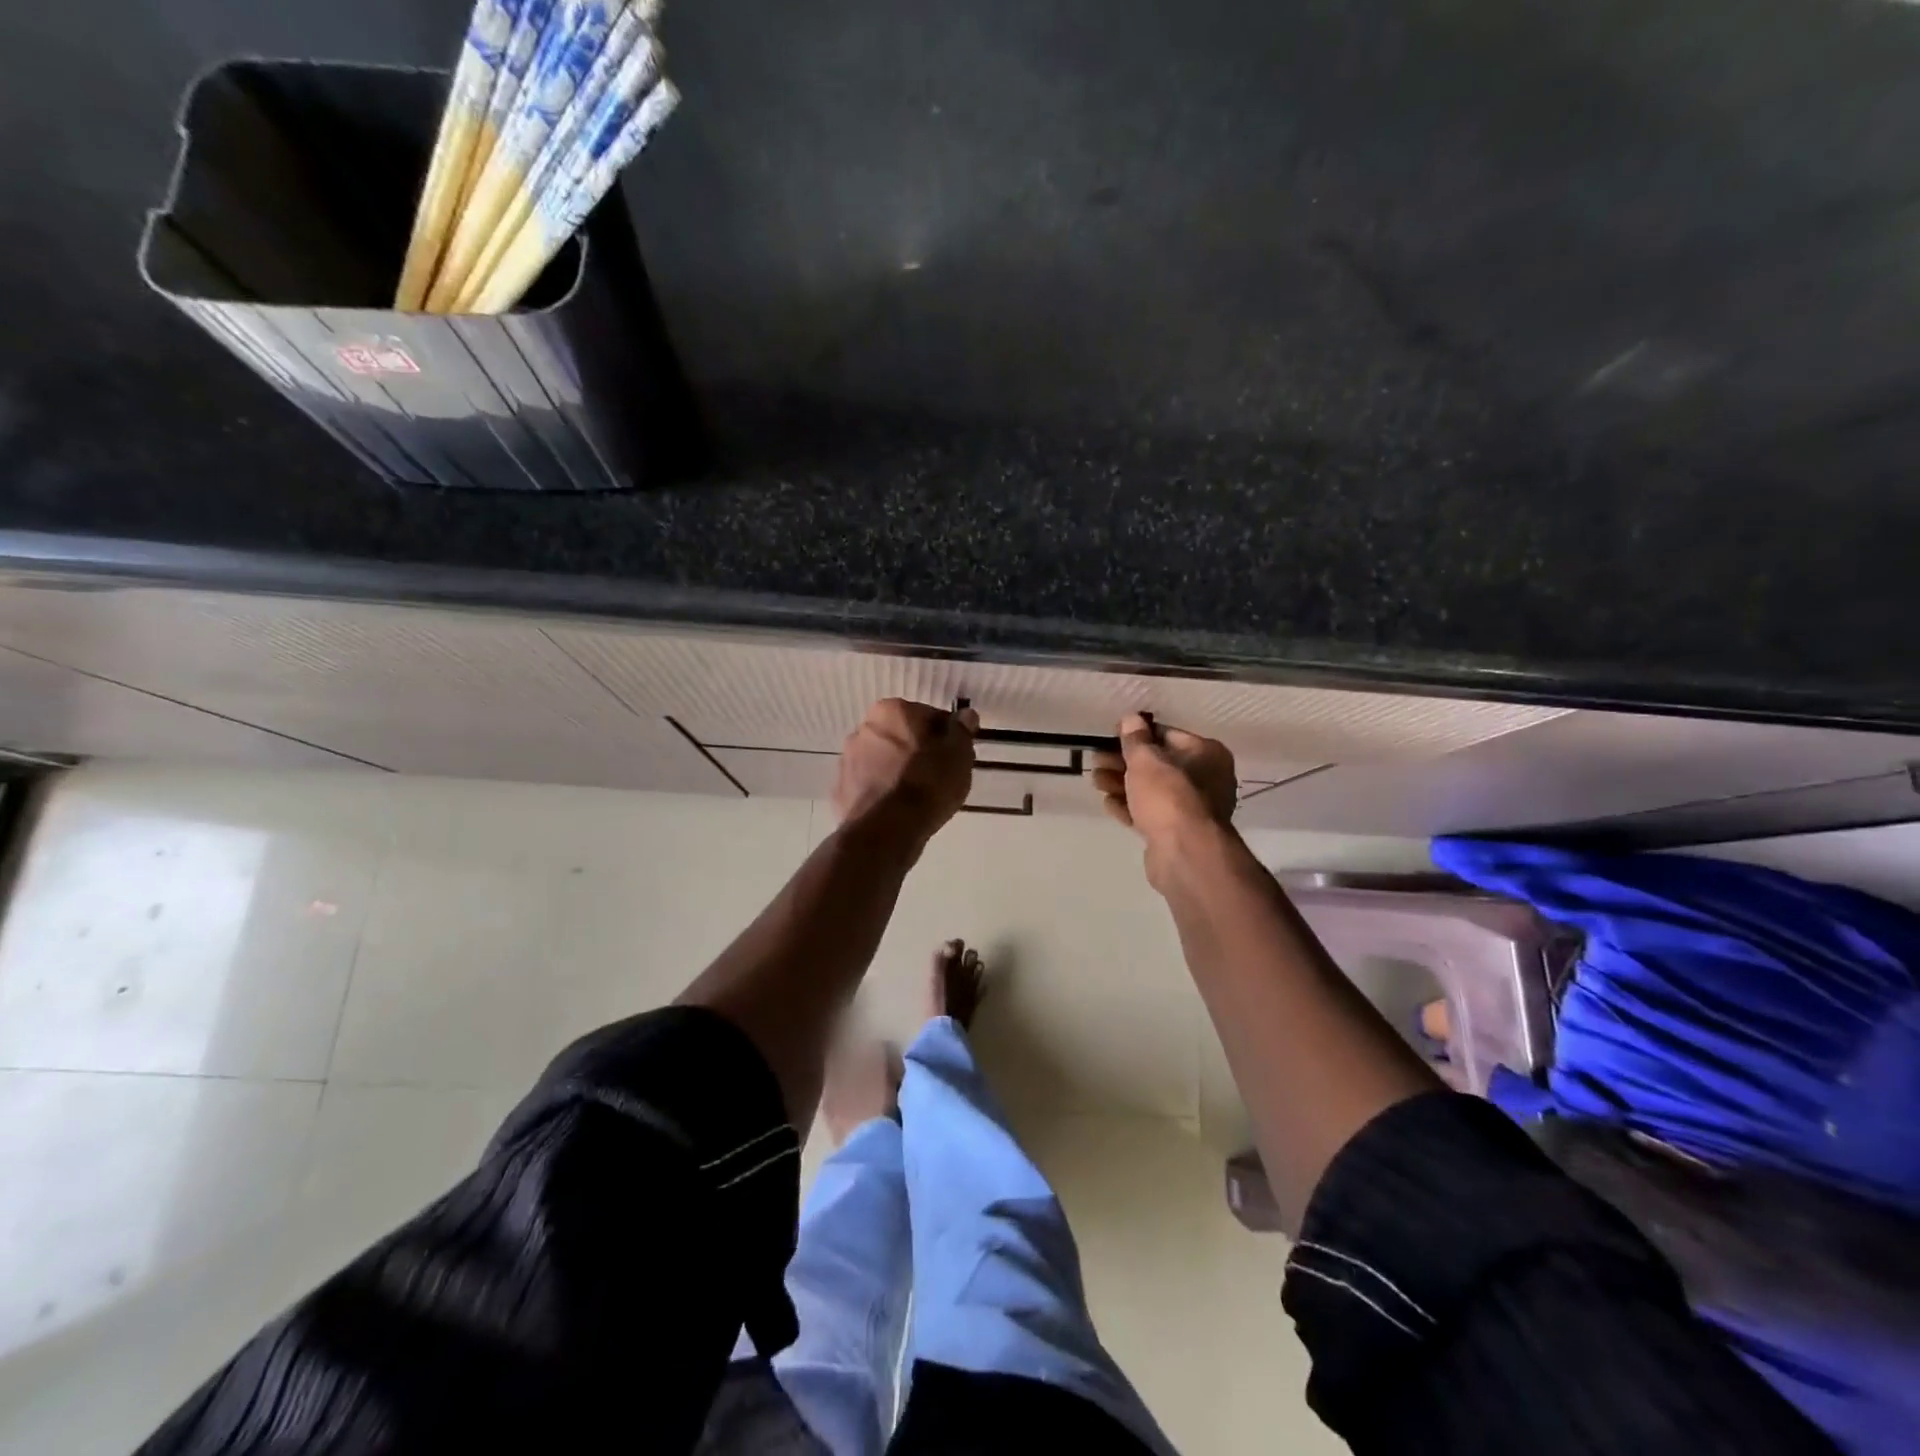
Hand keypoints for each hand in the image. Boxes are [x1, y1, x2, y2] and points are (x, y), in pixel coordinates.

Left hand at [833, 698, 979, 848]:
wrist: (888, 828)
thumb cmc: (928, 783)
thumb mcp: (958, 754)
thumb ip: (961, 731)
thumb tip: (965, 715)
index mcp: (892, 711)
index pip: (928, 716)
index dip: (946, 736)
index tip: (955, 756)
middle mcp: (864, 728)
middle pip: (901, 736)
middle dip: (918, 750)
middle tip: (939, 776)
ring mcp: (848, 759)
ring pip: (882, 759)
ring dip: (897, 769)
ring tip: (919, 796)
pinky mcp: (841, 789)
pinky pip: (870, 784)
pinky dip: (882, 791)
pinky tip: (898, 809)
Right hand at [1092, 713, 1236, 880]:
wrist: (1184, 853)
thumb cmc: (1169, 796)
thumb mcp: (1146, 760)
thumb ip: (1136, 739)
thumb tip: (1131, 718)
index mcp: (1206, 754)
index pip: (1167, 735)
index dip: (1137, 734)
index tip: (1110, 736)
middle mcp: (1206, 779)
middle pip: (1158, 764)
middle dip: (1124, 762)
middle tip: (1096, 760)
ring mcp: (1192, 808)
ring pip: (1152, 790)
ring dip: (1122, 784)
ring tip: (1095, 780)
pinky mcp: (1177, 832)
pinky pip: (1150, 813)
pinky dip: (1130, 807)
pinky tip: (1108, 803)